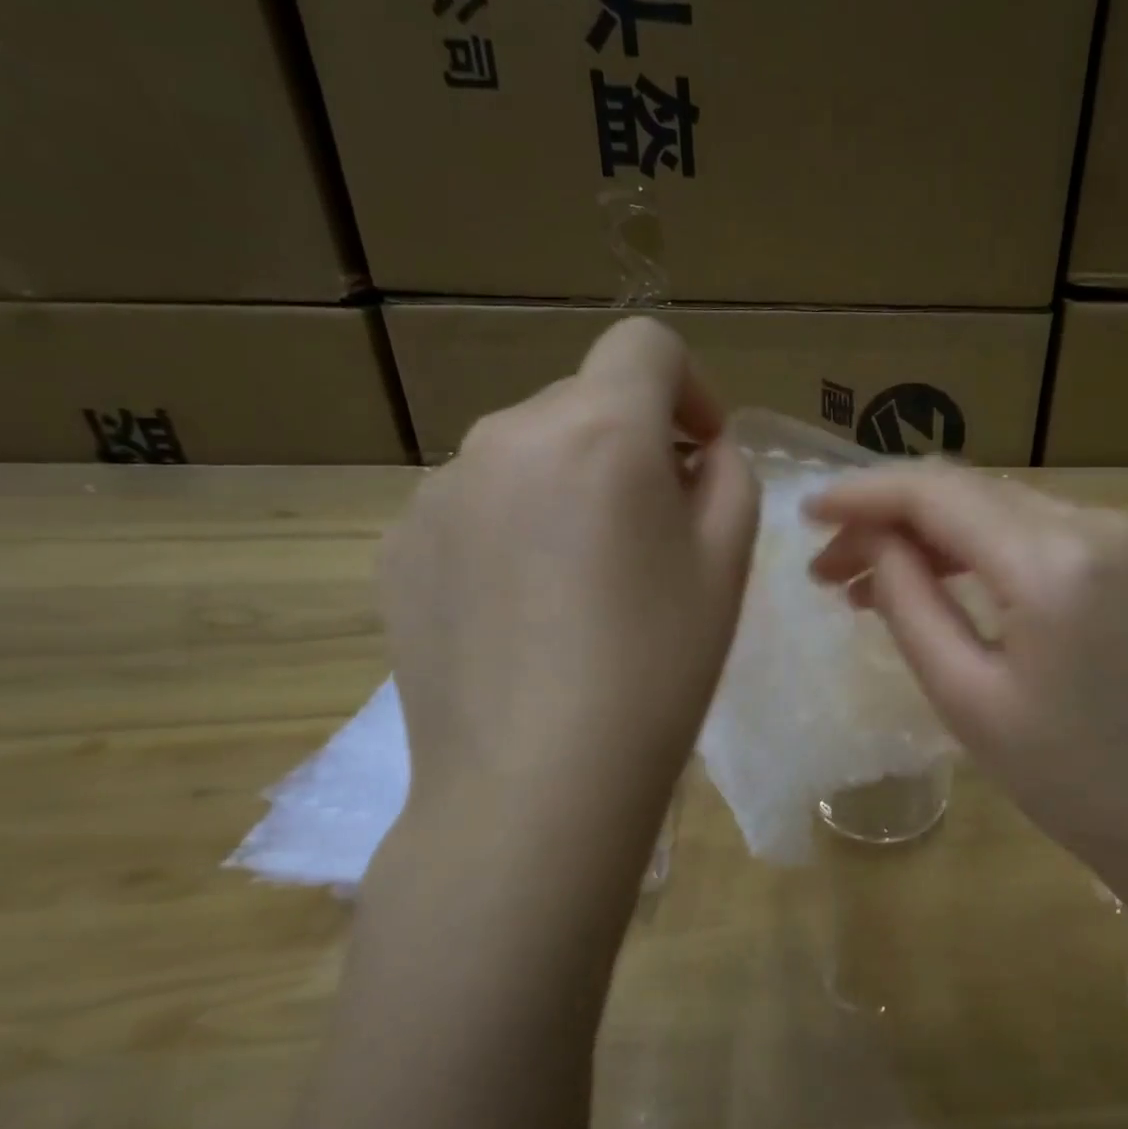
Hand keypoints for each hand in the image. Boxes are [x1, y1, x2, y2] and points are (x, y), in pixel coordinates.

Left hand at [377, 317, 759, 851]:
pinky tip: (526, 611)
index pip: (645, 345)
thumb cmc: (657, 666)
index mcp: (599, 430)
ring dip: (569, 486)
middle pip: (585, 402)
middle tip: (653, 533)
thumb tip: (693, 454)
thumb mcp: (728, 561)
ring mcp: (439, 490)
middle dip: (631, 445)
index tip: (699, 452)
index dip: (688, 386)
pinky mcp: (399, 545)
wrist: (537, 783)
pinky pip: (477, 505)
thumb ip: (726, 475)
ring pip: (527, 453)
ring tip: (585, 581)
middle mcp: (506, 434)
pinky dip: (514, 528)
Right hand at [807, 462, 1127, 890]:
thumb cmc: (1073, 780)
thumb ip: (910, 605)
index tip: (806, 513)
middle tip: (828, 568)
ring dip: (929, 534)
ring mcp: (1121, 536)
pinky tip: (938, 581)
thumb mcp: (967, 698)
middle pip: (965, 491)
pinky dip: (977, 549)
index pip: (935, 493)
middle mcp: (1092, 522)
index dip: (862, 495)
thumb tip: (873, 543)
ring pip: (997, 508)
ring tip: (867, 582)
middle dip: (888, 519)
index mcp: (1052, 560)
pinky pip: (1034, 532)